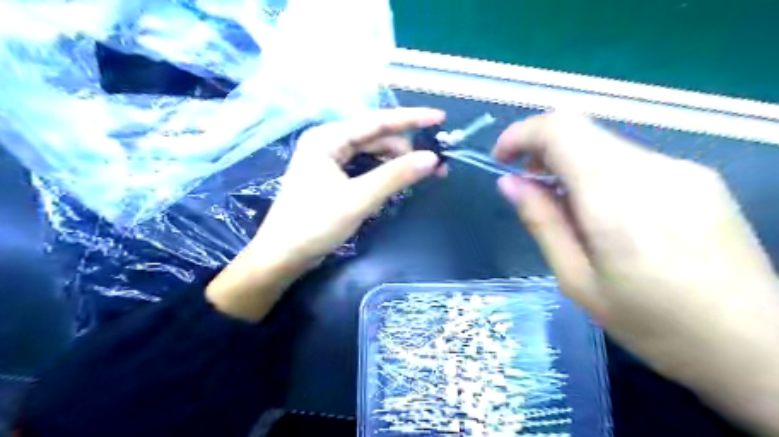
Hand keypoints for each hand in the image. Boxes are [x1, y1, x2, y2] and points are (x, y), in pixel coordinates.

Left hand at [206, 108, 446, 319]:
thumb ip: (395, 176)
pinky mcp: (332, 177)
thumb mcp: (358, 199)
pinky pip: (364, 167)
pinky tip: (397, 181)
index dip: (411, 119)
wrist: (283, 256)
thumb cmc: (314, 224)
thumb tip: (432, 158)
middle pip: (375, 137)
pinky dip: (383, 173)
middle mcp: (328, 142)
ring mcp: (329, 160)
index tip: (440, 117)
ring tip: (421, 175)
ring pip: (371, 153)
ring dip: (396, 162)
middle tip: (436, 164)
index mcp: (328, 138)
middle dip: (406, 148)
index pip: (376, 122)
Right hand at [496, 111, 778, 433]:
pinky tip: (606, 216)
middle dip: (542, 152)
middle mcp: (653, 170)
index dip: (521, 134)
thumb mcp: (577, 280)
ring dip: (571, 165)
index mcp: (616, 198)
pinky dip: (600, 176)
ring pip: (605, 147)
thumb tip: (509, 182)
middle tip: (529, 189)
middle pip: (582, 131)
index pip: (561, 129)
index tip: (502, 159)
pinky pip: (631, 162)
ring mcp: (682, 170)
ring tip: (566, 209)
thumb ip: (542, 222)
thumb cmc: (653, 324)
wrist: (757, 347)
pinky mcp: (698, 178)